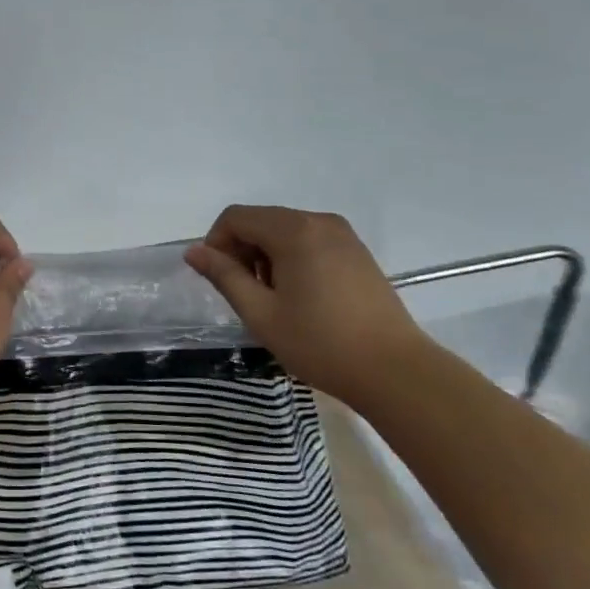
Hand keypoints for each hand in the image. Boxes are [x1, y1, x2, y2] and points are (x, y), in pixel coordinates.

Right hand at [184, 205, 428, 402]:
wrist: (395, 371)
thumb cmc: (321, 343)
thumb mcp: (261, 313)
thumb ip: (224, 276)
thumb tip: (194, 251)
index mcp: (294, 230)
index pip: (236, 217)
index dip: (216, 243)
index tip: (218, 280)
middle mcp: (319, 221)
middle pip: (261, 221)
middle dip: (242, 250)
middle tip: (245, 294)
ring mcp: (343, 235)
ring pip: (285, 231)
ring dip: (266, 256)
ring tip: (274, 300)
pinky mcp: (357, 252)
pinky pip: (310, 241)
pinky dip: (292, 259)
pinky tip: (301, 297)